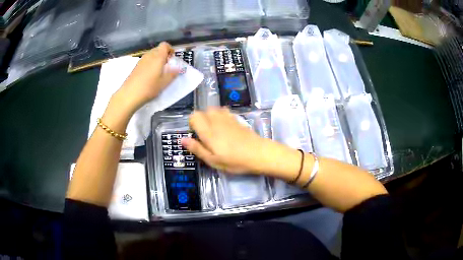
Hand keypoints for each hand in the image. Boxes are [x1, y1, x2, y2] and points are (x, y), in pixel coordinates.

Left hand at [113, 42, 178, 114]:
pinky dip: (149, 64)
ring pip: (151, 55)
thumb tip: (179, 68)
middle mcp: (149, 55)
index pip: (165, 45)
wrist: (129, 95)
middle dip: (164, 55)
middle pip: (158, 49)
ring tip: (158, 71)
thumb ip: (172, 74)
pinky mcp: (136, 67)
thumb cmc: (149, 88)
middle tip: (167, 66)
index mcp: (158, 57)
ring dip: (156, 60)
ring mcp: (141, 60)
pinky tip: (149, 76)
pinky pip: (145, 61)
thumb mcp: (164, 83)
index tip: (172, 59)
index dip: (170, 49)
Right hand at [181, 107, 269, 173]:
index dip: (192, 124)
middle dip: (201, 120)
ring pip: (213, 109)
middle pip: (203, 111)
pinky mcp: (237, 119)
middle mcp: (216, 121)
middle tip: (206, 135)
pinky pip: (224, 111)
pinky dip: (220, 115)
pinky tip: (225, 127)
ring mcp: (228, 118)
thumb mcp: (213, 160)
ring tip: (215, 130)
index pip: (194, 116)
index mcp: (208, 132)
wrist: (259, 153)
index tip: (196, 135)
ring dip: (210, 117)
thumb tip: (182, 140)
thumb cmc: (235, 161)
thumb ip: (197, 149)